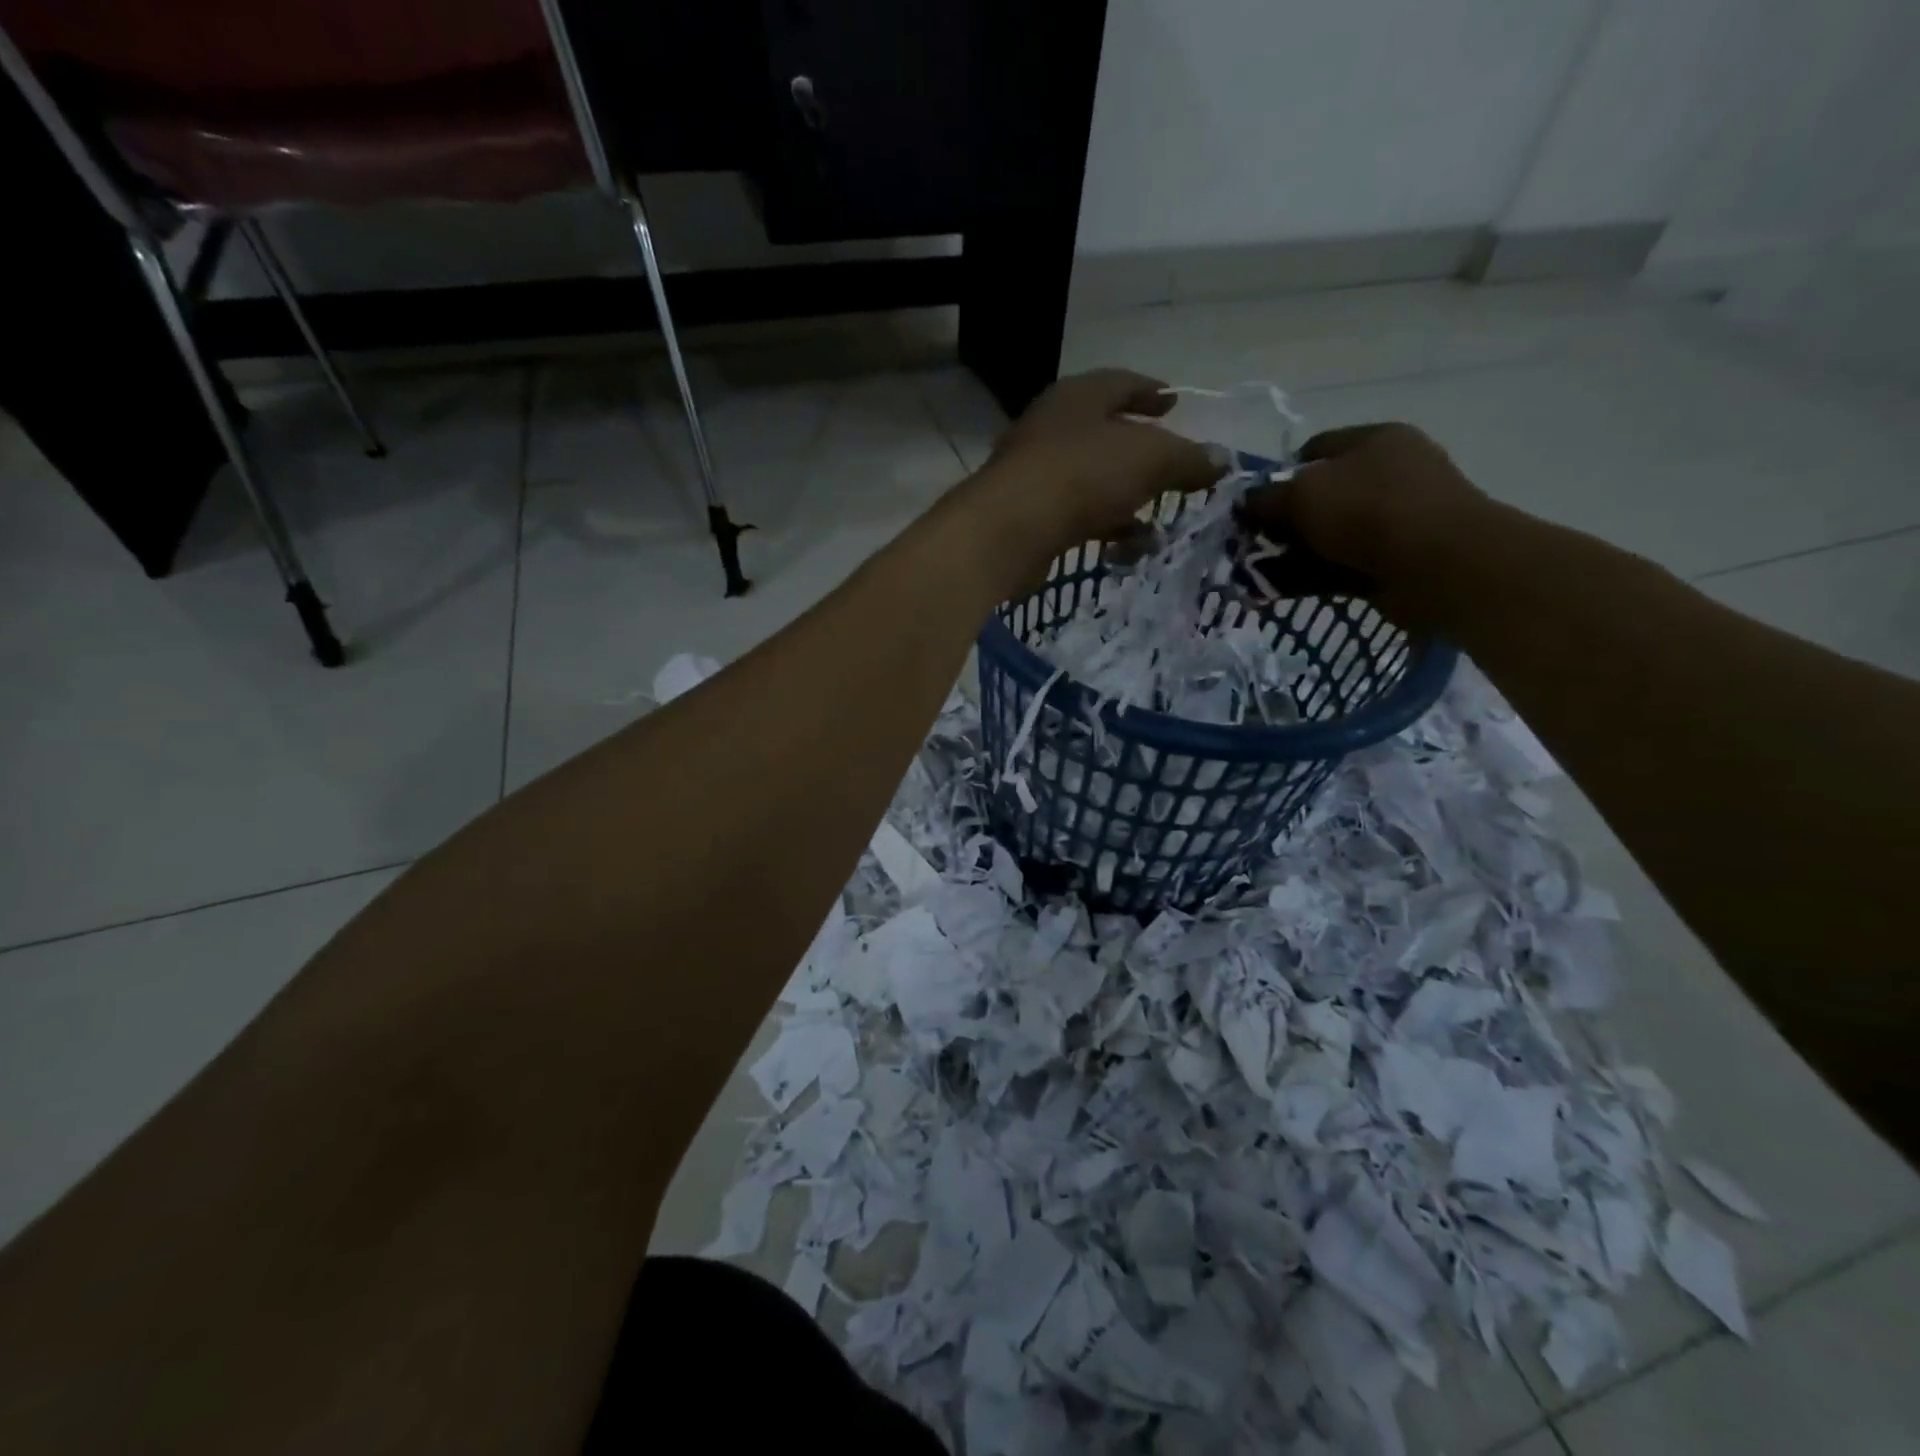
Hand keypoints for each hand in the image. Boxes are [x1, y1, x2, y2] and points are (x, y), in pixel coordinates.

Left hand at [955, 369, 1223, 593]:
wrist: (1009, 530)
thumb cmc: (1082, 476)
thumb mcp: (1150, 460)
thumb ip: (1188, 459)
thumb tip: (1222, 460)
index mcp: (1078, 396)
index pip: (1121, 382)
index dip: (1151, 391)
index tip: (1175, 402)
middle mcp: (1051, 427)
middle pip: (1104, 434)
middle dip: (1141, 454)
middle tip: (1171, 469)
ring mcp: (1033, 472)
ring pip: (1090, 481)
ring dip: (1125, 499)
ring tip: (1158, 524)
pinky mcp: (1026, 516)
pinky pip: (1075, 516)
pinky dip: (1103, 527)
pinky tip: (1126, 548)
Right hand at [1239, 423, 1493, 629]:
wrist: (1439, 565)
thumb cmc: (1368, 511)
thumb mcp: (1302, 494)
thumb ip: (1266, 498)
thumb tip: (1245, 502)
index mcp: (1373, 440)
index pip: (1313, 449)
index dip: (1277, 475)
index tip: (1253, 506)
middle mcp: (1388, 473)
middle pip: (1319, 495)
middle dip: (1283, 522)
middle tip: (1250, 545)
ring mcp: (1395, 519)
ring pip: (1328, 535)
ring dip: (1292, 555)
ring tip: (1256, 576)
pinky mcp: (1394, 560)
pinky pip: (1340, 566)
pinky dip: (1311, 578)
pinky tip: (1279, 592)